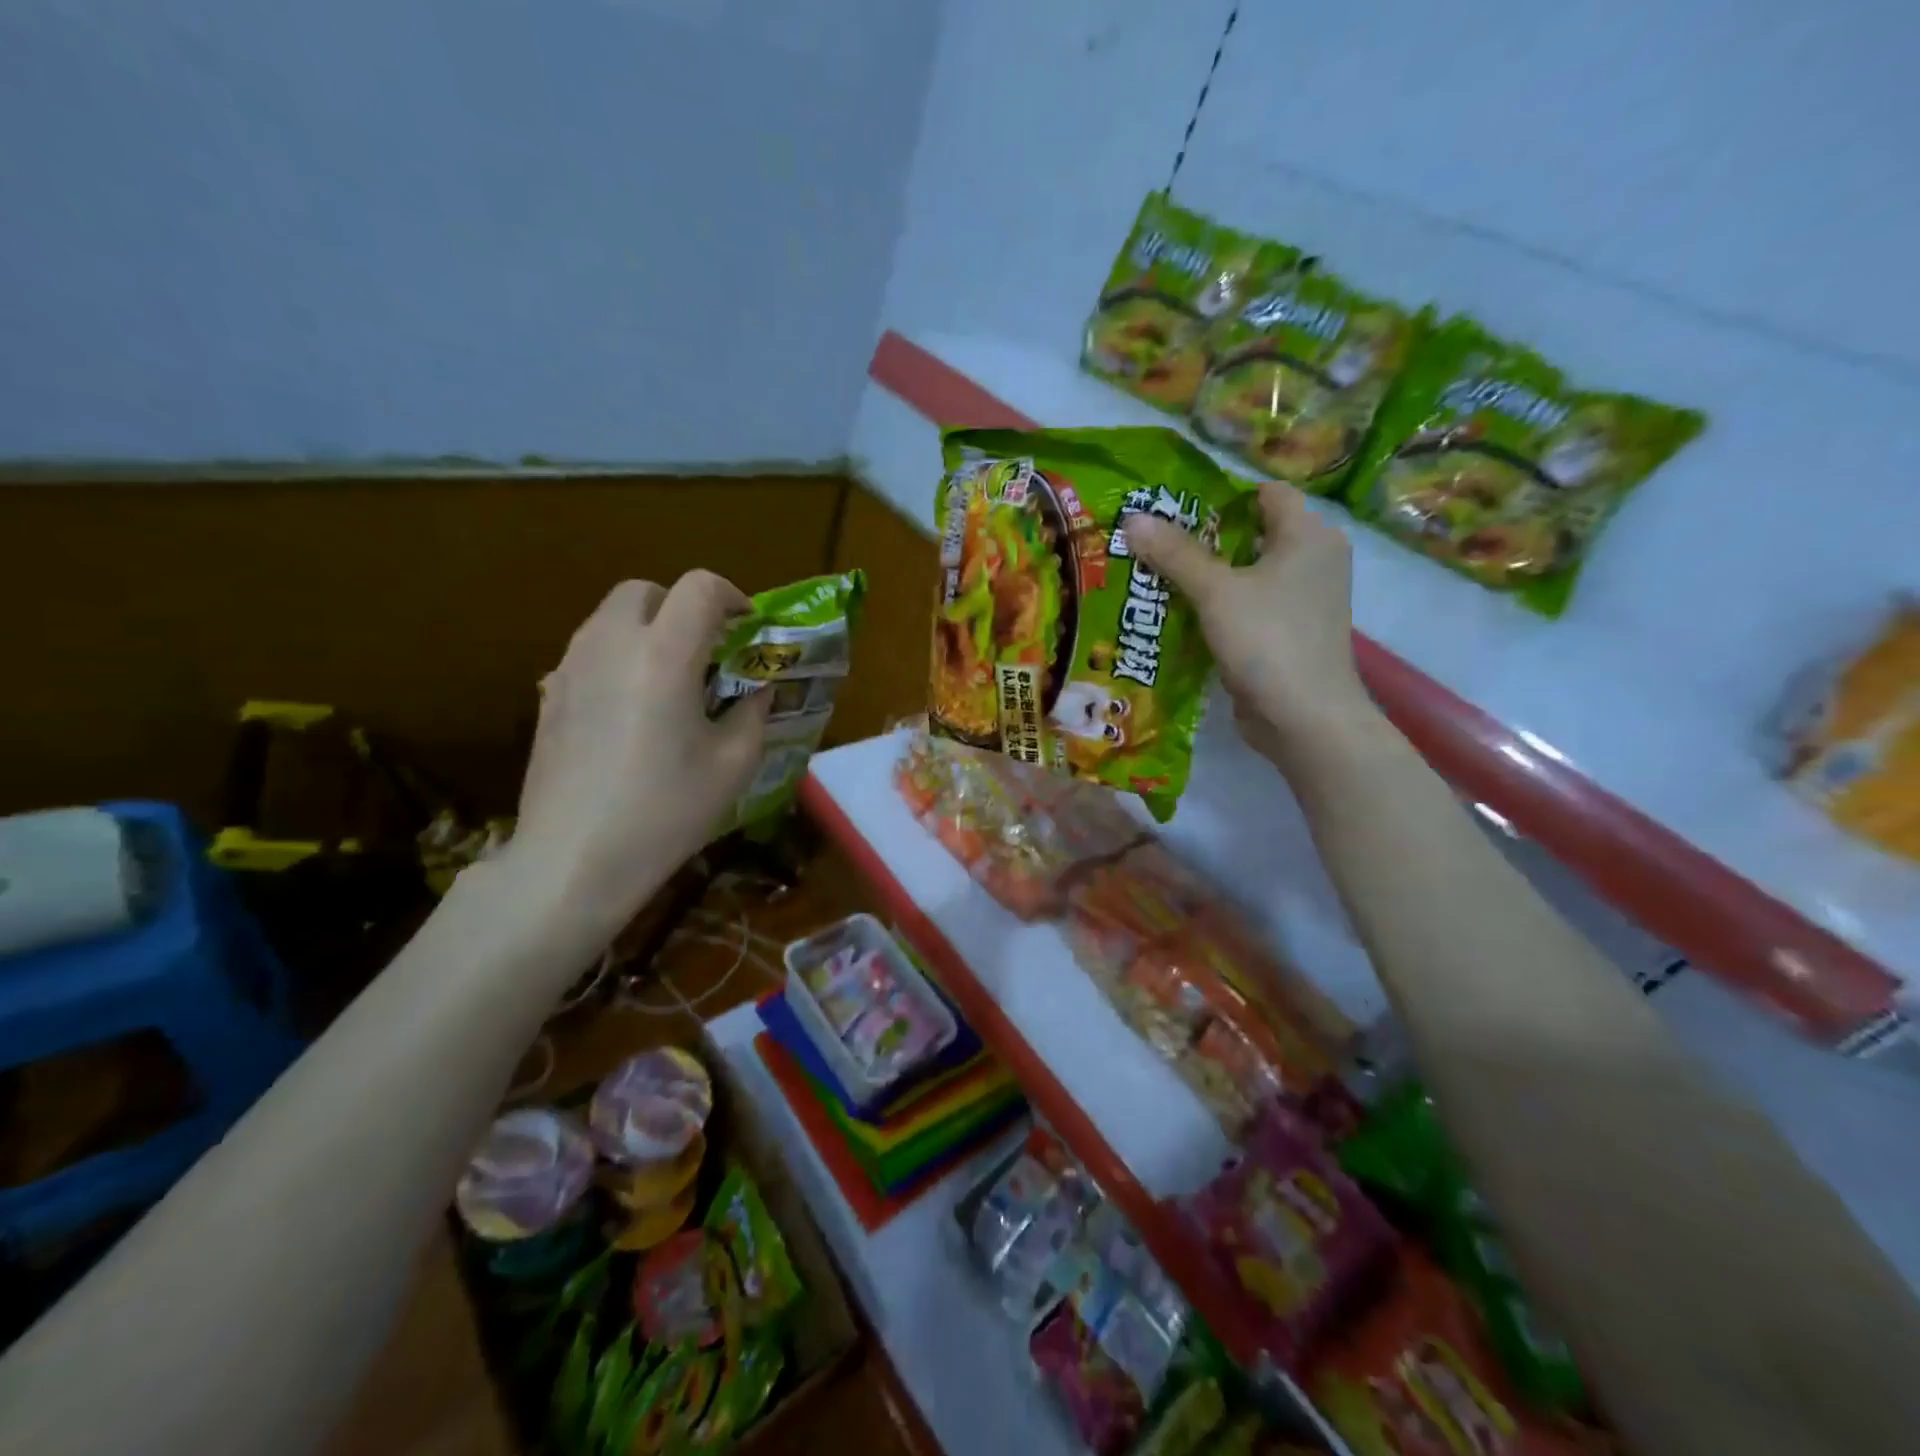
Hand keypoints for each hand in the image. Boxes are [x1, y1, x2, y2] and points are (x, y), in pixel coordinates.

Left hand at [505, 573, 769, 935]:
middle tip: (707, 651)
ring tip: (671, 680)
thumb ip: (753, 713)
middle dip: (682, 606)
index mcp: (664, 656)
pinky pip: (589, 651)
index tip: (747, 628)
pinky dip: (619, 657)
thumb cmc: (665, 812)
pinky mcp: (549, 694)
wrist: (574, 859)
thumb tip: (757, 689)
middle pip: (646, 590)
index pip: (700, 587)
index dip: (732, 596)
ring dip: (648, 629)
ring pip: (611, 617)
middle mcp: (611, 645)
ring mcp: (571, 667)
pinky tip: (632, 709)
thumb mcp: (733, 765)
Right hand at [1126, 482, 1375, 768]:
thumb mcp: (1215, 591)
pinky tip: (1183, 614)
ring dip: (1210, 576)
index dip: (1223, 495)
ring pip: (1250, 574)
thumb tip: (1132, 518)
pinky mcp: (1290, 634)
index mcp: (1309, 536)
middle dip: (1207, 537)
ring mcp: (1304, 601)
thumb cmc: (1268, 639)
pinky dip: (1221, 607)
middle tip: (1157, 541)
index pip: (1267, 493)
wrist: (1305, 717)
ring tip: (1159, 575)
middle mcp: (1314, 561)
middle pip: (1255, 533)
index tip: (1177, 506)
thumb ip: (1175, 554)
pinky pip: (1250, 607)